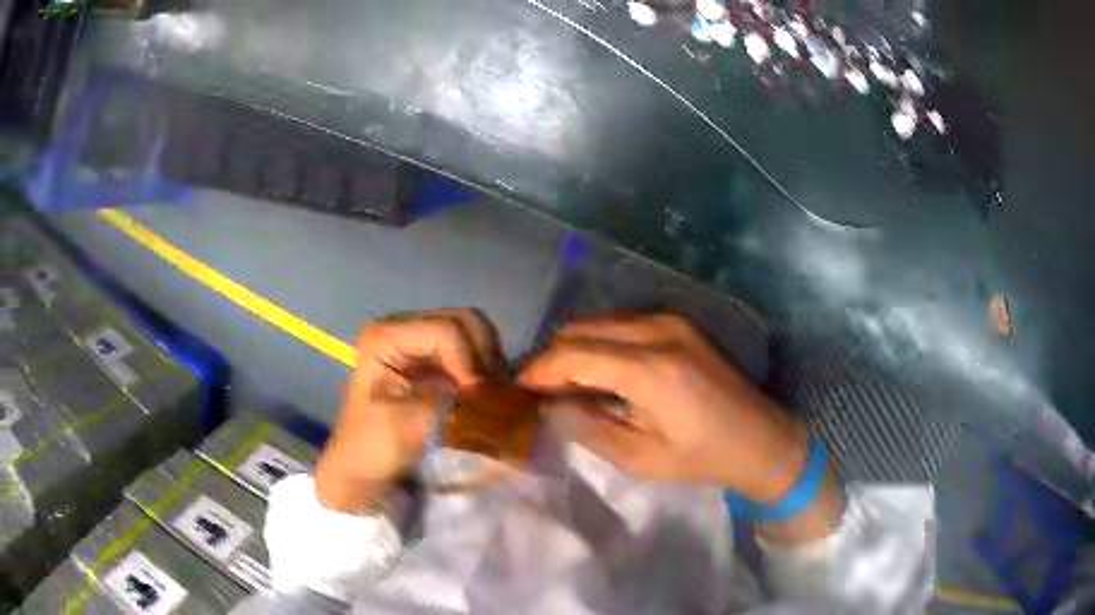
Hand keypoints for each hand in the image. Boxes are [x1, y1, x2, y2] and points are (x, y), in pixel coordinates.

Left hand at [315, 309, 501, 513]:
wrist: (364, 467)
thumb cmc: (377, 446)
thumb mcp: (411, 422)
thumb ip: (450, 396)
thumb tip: (488, 386)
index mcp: (385, 336)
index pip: (446, 331)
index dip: (469, 361)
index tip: (478, 398)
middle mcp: (401, 326)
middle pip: (463, 321)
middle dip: (483, 356)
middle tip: (489, 394)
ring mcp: (417, 339)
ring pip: (472, 332)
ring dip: (487, 362)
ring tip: (488, 394)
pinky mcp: (431, 356)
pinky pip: (470, 349)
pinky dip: (482, 368)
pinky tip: (483, 392)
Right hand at [520, 314, 808, 502]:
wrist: (760, 437)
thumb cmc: (701, 457)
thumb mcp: (639, 458)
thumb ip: (587, 428)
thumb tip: (548, 408)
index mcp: (649, 369)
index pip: (573, 354)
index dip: (540, 370)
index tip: (519, 388)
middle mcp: (658, 331)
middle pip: (582, 328)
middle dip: (553, 356)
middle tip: (540, 389)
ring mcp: (672, 321)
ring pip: (601, 321)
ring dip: (577, 346)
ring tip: (566, 381)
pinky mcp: (680, 322)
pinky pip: (624, 323)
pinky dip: (601, 341)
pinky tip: (601, 370)